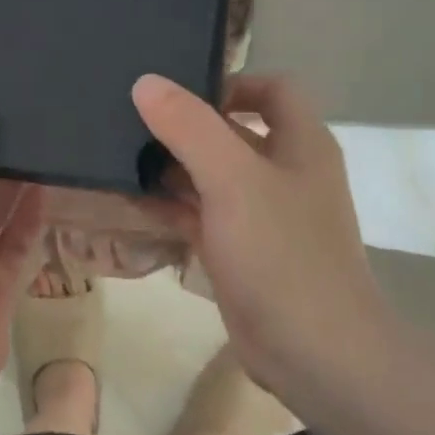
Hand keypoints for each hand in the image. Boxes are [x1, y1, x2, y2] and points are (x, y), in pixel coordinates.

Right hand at [132, 73, 387, 381]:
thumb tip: (146, 82)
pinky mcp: (240, 250)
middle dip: (185, 126)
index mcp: (300, 144)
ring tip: (119, 157)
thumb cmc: (281, 253)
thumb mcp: (232, 179)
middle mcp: (284, 173)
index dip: (230, 84)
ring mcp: (262, 215)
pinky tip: (132, 201)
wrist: (315, 351)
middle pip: (234, 131)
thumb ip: (189, 127)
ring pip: (212, 175)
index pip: (272, 89)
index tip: (178, 96)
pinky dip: (170, 205)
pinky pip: (200, 214)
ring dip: (172, 166)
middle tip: (130, 122)